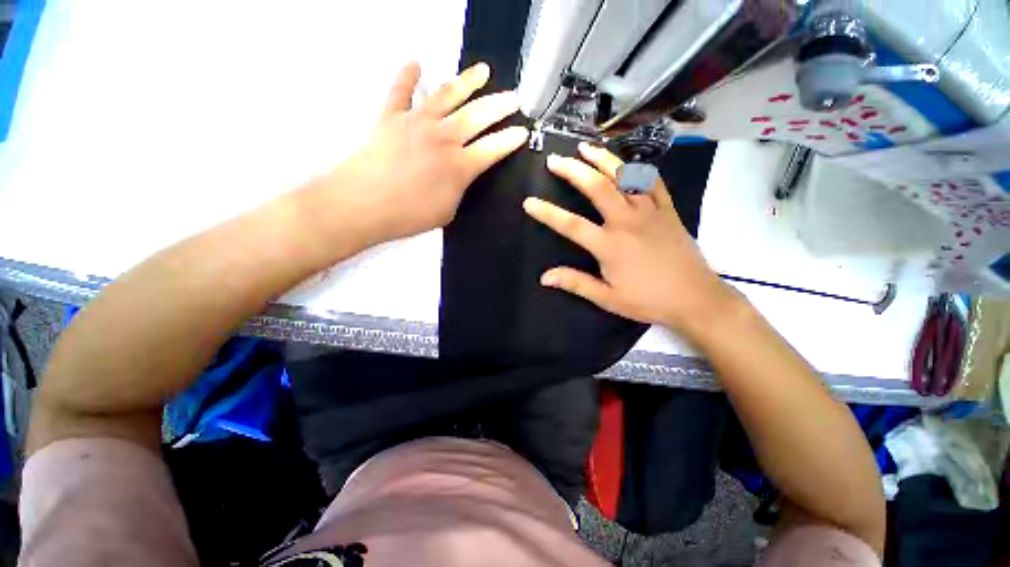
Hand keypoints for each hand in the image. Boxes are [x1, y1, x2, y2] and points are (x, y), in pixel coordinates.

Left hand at [320, 62, 527, 246]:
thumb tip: (460, 176)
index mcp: (460, 166)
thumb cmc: (408, 215)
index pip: (494, 149)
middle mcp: (444, 137)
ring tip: (482, 71)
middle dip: (500, 106)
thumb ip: (458, 189)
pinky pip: (401, 90)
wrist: (362, 203)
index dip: (510, 140)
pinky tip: (415, 63)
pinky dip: (408, 75)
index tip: (522, 131)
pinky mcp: (390, 115)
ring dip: (467, 81)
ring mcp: (417, 122)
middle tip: (513, 98)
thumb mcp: (446, 211)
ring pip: (448, 95)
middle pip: (478, 116)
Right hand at [523, 143, 737, 336]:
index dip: (547, 213)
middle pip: (597, 187)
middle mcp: (627, 221)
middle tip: (555, 160)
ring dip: (603, 159)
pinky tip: (626, 162)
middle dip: (573, 170)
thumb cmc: (648, 301)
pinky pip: (653, 181)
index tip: (529, 202)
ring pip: (625, 176)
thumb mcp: (608, 298)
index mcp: (609, 245)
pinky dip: (638, 168)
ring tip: (585, 148)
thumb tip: (544, 277)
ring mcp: (650, 212)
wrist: (695, 299)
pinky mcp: (668, 210)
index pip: (571, 225)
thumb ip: (576, 283)